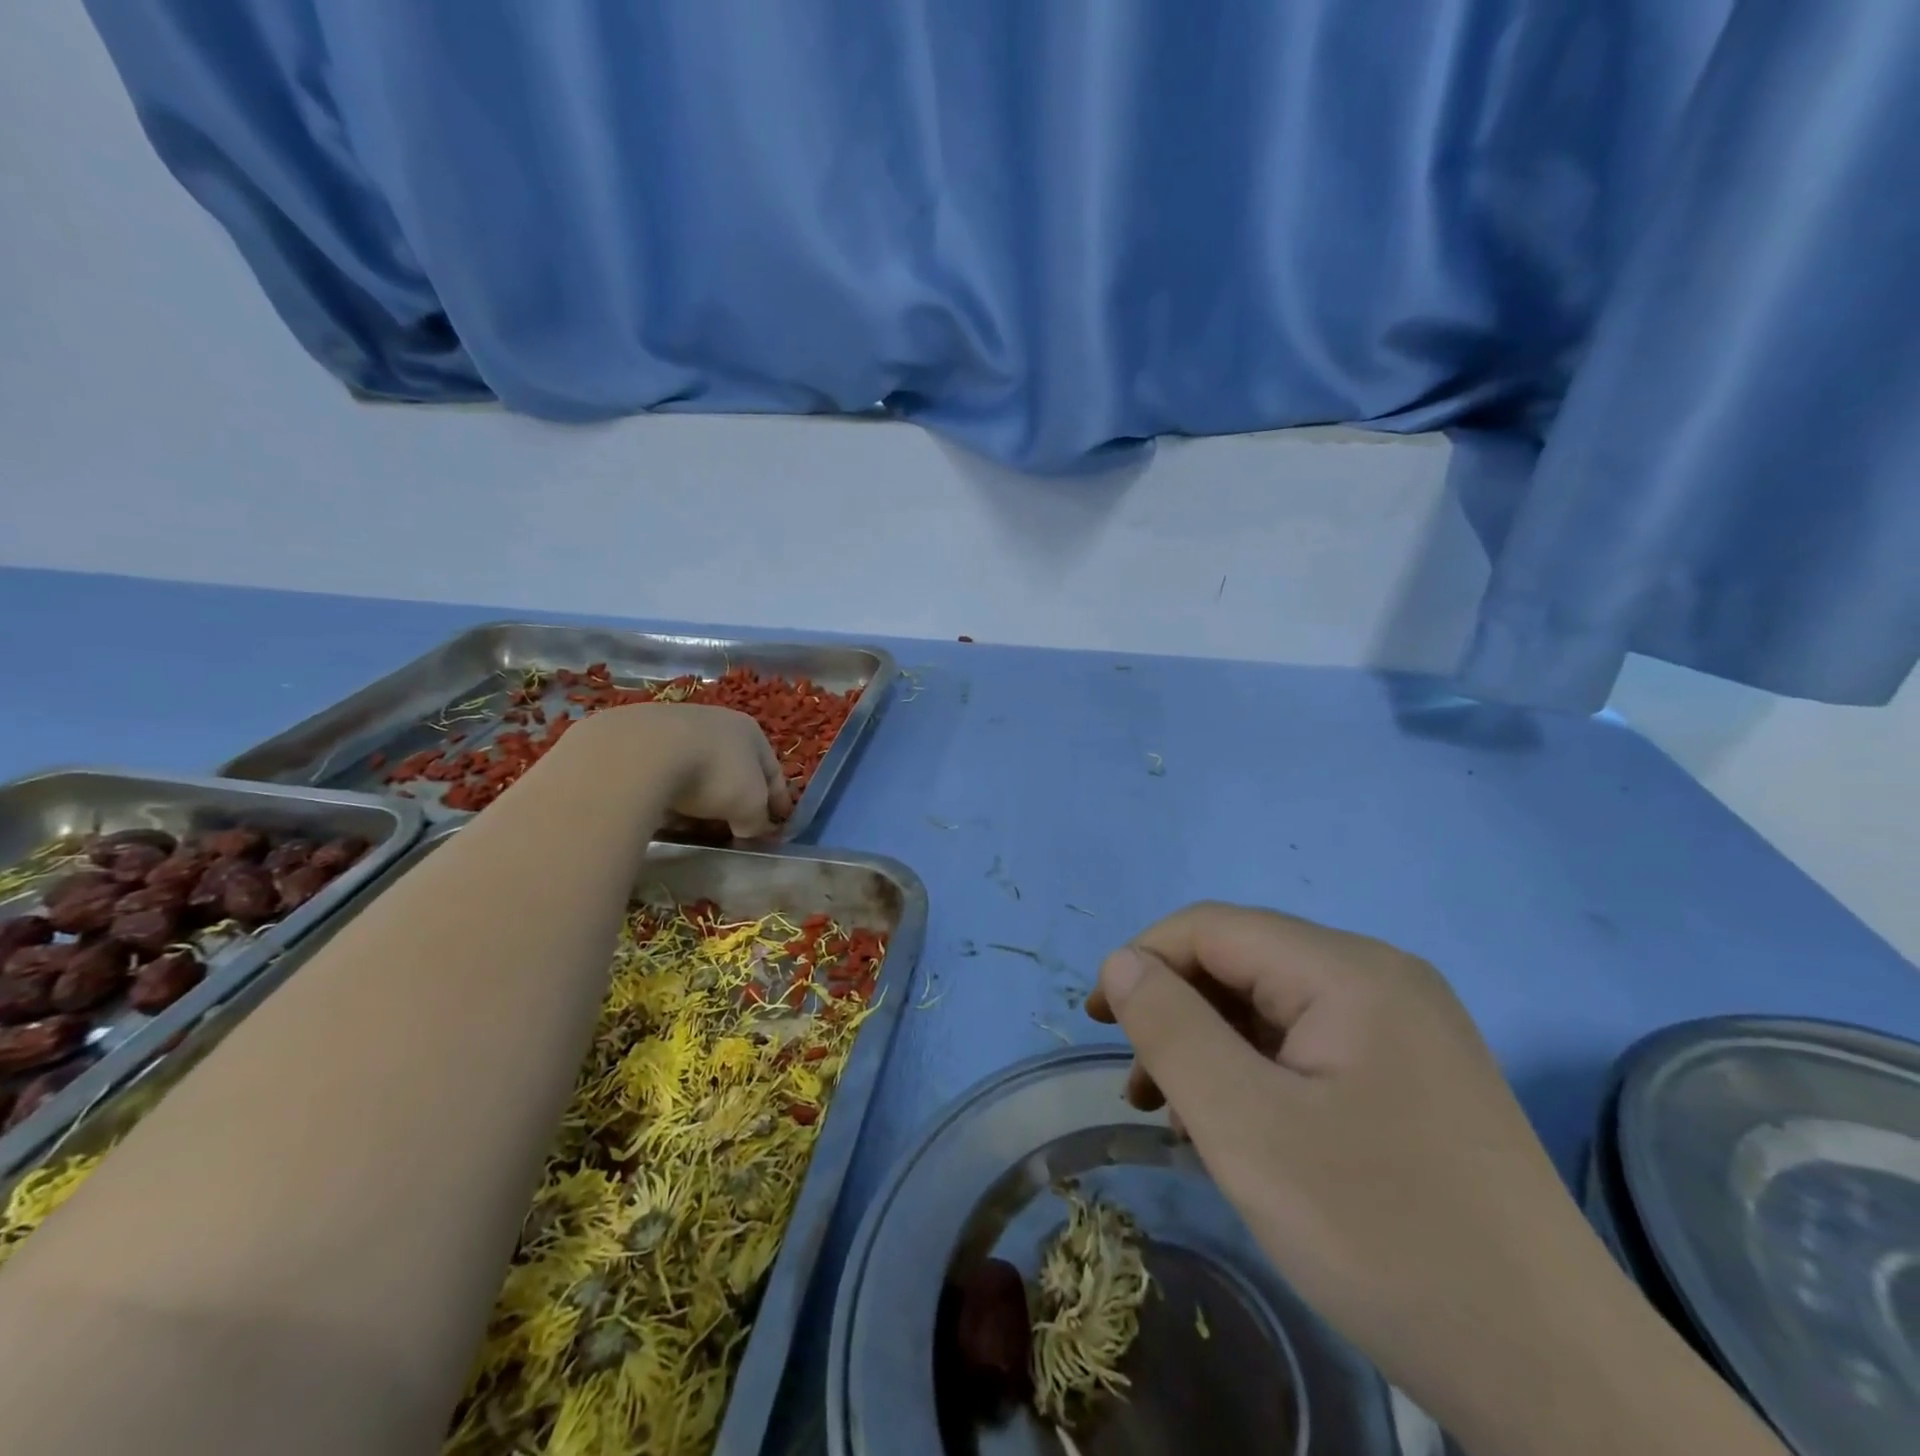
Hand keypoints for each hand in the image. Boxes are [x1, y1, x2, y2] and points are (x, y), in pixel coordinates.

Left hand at [566, 704, 791, 837]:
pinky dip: (668, 791)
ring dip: (699, 795)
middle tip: (735, 824)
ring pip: (696, 768)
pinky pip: (663, 772)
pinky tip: (662, 811)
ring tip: (693, 823)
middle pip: (734, 767)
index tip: (778, 824)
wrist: (643, 752)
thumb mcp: (749, 806)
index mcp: (750, 731)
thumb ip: (756, 821)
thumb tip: (751, 830)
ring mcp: (675, 724)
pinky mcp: (639, 737)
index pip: (772, 770)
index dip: (778, 800)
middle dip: (736, 797)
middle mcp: (716, 720)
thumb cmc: (714, 774)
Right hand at [1085, 904, 1784, 1455]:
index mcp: (1348, 969)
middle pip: (1245, 964)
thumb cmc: (1383, 1235)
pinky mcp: (1416, 1075)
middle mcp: (1381, 977)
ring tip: (1178, 1114)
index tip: (1098, 1024)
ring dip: (1213, 1046)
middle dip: (1178, 1010)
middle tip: (1141, 1085)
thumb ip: (1172, 1030)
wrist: (1558, 1378)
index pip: (1213, 928)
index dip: (1144, 962)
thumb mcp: (1247, 1129)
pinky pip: (1311, 1046)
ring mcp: (1407, 1026)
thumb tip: (1121, 964)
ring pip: (1275, 1008)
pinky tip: (1243, 1129)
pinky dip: (1259, 1073)